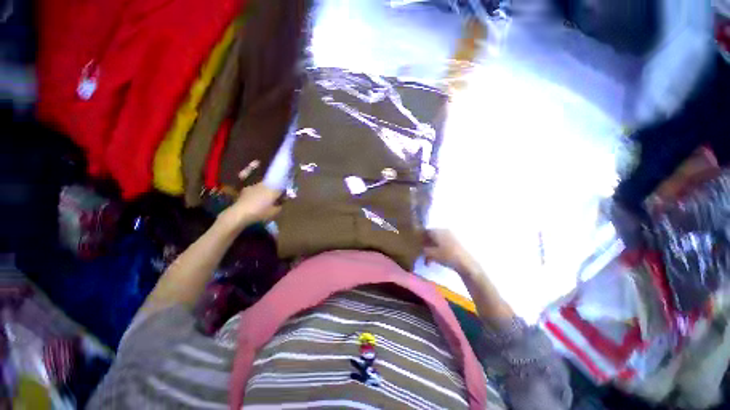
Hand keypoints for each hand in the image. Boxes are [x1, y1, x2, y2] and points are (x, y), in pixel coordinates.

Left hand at [220, 183, 281, 230]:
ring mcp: (254, 186)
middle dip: (274, 192)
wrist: (239, 213)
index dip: (284, 193)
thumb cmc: (260, 212)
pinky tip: (254, 202)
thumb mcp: (274, 212)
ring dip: (264, 193)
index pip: (282, 188)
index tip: (284, 199)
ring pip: (263, 188)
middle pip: (272, 187)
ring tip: (263, 202)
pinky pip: (254, 191)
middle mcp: (264, 185)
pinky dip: (256, 195)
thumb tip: (280, 203)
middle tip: (274, 201)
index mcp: (273, 189)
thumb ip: (280, 206)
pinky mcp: (245, 190)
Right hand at [423, 229, 477, 272]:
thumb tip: (420, 248)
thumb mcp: (431, 253)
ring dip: (432, 249)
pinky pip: (443, 245)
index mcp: (437, 230)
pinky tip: (436, 259)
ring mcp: (451, 236)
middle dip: (425, 244)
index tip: (416, 245)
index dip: (419, 238)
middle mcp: (444, 231)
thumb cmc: (447, 256)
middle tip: (421, 252)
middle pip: (431, 236)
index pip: (425, 231)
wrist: (466, 263)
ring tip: (428, 259)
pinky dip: (438, 250)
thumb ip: (423, 249)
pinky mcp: (456, 243)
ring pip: (437, 241)